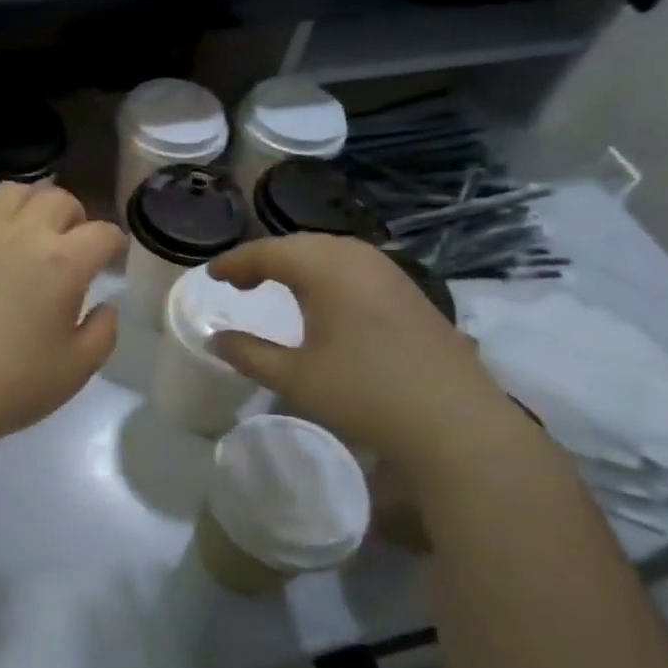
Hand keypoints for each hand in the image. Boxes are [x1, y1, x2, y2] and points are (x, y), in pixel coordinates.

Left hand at [0, 184, 125, 449]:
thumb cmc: (14, 385)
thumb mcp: (78, 368)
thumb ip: (103, 332)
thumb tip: (105, 305)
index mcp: (64, 262)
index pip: (102, 233)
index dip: (113, 244)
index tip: (110, 257)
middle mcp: (23, 235)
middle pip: (58, 199)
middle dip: (74, 217)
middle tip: (70, 244)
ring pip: (10, 191)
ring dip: (27, 205)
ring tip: (26, 232)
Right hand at [207, 235, 523, 473]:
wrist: (456, 422)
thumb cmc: (365, 394)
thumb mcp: (295, 377)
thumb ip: (249, 354)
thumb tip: (216, 340)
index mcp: (326, 269)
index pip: (269, 252)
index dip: (236, 263)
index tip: (211, 276)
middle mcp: (358, 259)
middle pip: (300, 244)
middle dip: (265, 258)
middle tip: (239, 282)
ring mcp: (390, 273)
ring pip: (332, 252)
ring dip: (298, 264)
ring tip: (276, 286)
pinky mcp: (410, 293)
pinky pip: (356, 267)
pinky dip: (327, 273)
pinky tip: (325, 300)